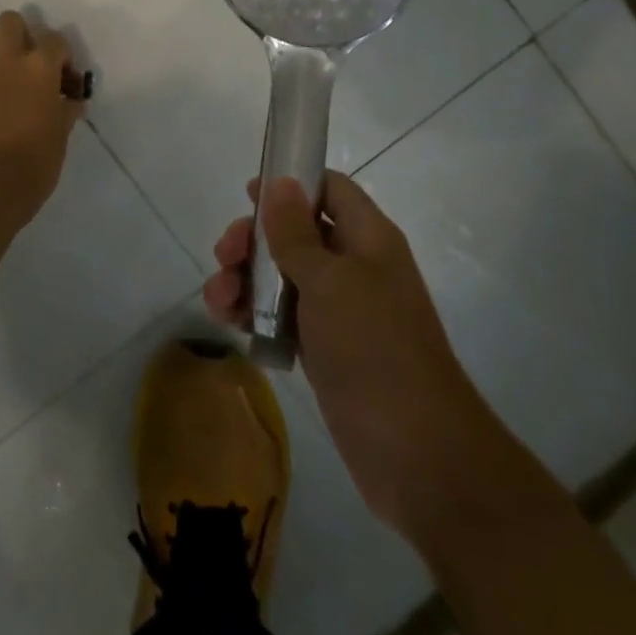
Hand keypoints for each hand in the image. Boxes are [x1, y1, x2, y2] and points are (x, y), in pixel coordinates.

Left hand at [0, 11, 84, 217]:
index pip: (54, 39)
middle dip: (21, 34)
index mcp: (39, 67)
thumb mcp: (61, 134)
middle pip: (10, 21)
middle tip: (28, 61)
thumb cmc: (36, 160)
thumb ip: (65, 109)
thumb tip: (71, 102)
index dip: (61, 55)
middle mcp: (7, 60)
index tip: (63, 77)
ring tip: (3, 75)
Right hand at [205, 173, 483, 546]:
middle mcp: (355, 267)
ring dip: (246, 279)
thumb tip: (280, 181)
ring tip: (218, 300)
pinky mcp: (326, 350)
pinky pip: (283, 317)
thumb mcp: (329, 281)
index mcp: (368, 239)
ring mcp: (340, 311)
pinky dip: (256, 314)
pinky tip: (231, 324)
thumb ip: (296, 232)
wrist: (417, 454)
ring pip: (283, 276)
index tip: (249, 194)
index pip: (330, 189)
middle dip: (255, 239)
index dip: (291, 183)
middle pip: (297, 232)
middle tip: (224, 255)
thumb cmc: (373, 348)